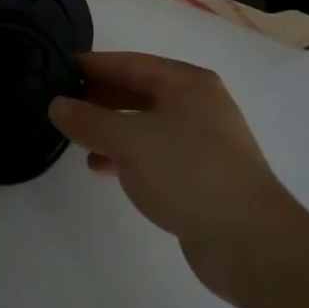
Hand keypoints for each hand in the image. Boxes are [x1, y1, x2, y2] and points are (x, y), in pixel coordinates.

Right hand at [49, 52, 299, 301]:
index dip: (93, 66)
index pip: (129, 63)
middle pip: (138, 91)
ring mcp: (204, 141)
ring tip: (77, 140)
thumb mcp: (129, 141)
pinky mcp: (203, 175)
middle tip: (62, 105)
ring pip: (145, 123)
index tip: (59, 70)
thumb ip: (88, 120)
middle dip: (100, 99)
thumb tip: (56, 105)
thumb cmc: (188, 174)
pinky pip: (156, 152)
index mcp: (186, 82)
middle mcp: (198, 104)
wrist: (252, 244)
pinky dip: (128, 155)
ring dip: (111, 129)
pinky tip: (104, 168)